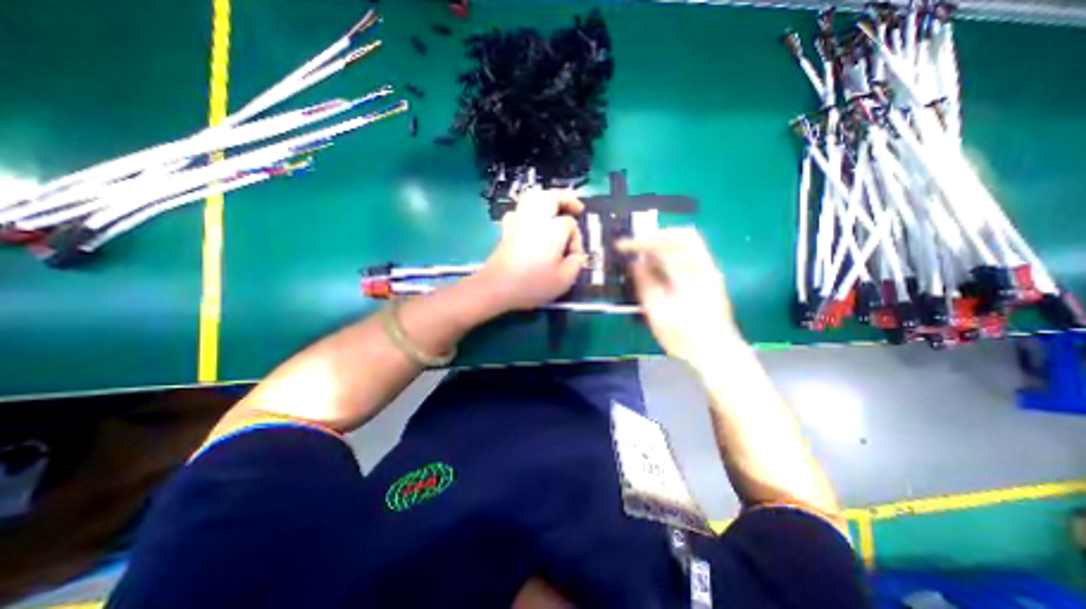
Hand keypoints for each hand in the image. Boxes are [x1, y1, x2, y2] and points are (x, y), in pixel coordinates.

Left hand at [477, 188, 589, 313]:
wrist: (497, 287)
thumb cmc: (533, 284)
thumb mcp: (564, 280)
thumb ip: (576, 263)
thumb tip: (576, 255)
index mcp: (553, 229)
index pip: (570, 224)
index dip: (576, 239)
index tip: (573, 256)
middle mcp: (535, 219)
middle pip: (551, 197)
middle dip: (566, 200)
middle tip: (576, 209)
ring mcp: (518, 221)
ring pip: (533, 198)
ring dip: (547, 199)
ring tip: (556, 209)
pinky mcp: (506, 229)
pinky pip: (520, 210)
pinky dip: (529, 210)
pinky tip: (532, 221)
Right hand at [615, 229, 743, 364]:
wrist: (716, 352)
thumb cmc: (684, 336)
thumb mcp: (657, 313)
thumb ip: (646, 284)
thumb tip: (636, 263)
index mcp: (690, 275)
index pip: (663, 246)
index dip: (640, 242)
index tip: (623, 246)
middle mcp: (704, 267)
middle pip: (683, 235)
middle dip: (656, 235)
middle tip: (636, 244)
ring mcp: (710, 271)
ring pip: (690, 242)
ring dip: (665, 241)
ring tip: (645, 252)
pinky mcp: (710, 277)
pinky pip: (692, 252)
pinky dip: (673, 251)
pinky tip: (661, 264)